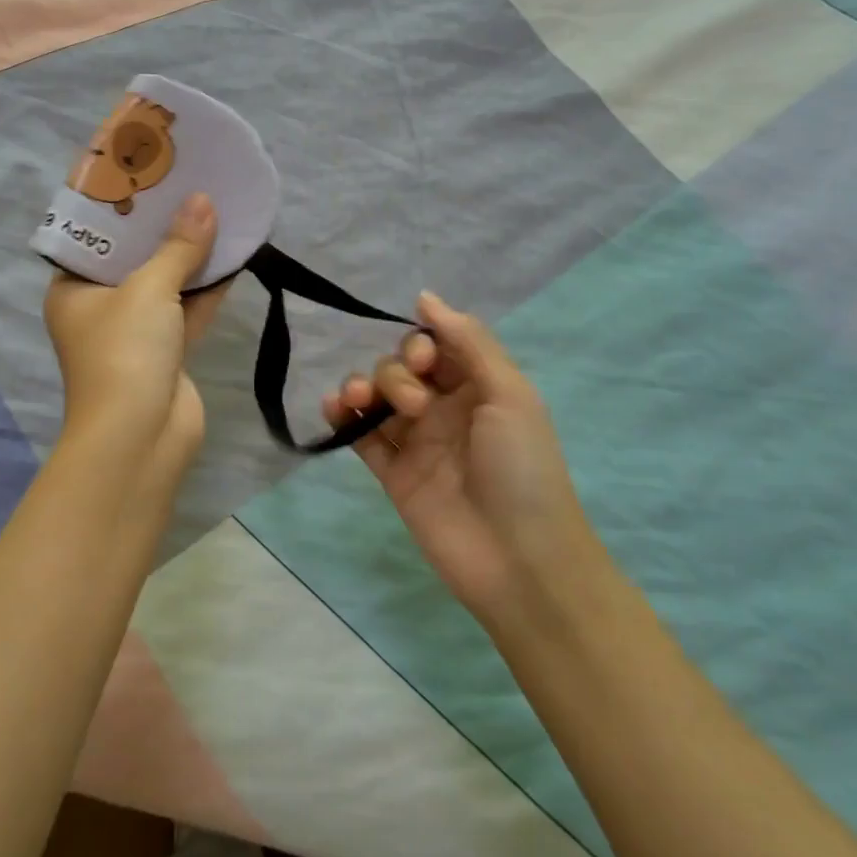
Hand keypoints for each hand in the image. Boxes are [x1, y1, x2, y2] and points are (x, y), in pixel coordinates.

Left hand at [44, 193, 227, 484]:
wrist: (142, 438)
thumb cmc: (125, 353)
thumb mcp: (148, 290)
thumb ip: (178, 247)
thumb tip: (204, 202)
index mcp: (74, 289)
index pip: (95, 237)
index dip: (121, 205)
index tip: (147, 172)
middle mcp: (101, 308)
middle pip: (134, 256)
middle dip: (162, 225)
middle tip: (187, 181)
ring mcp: (136, 332)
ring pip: (166, 282)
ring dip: (190, 253)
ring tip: (216, 207)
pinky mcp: (168, 351)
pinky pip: (188, 308)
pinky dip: (207, 286)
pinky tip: (233, 252)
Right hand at [322, 291, 606, 635]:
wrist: (518, 560)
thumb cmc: (522, 469)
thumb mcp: (510, 394)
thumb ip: (469, 342)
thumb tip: (425, 296)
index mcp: (479, 387)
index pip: (436, 345)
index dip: (420, 343)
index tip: (422, 362)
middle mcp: (445, 408)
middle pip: (401, 367)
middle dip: (397, 372)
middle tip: (416, 405)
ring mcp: (417, 441)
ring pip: (377, 396)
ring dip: (363, 386)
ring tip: (359, 400)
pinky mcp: (393, 472)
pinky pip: (362, 434)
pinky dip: (343, 417)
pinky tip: (334, 407)